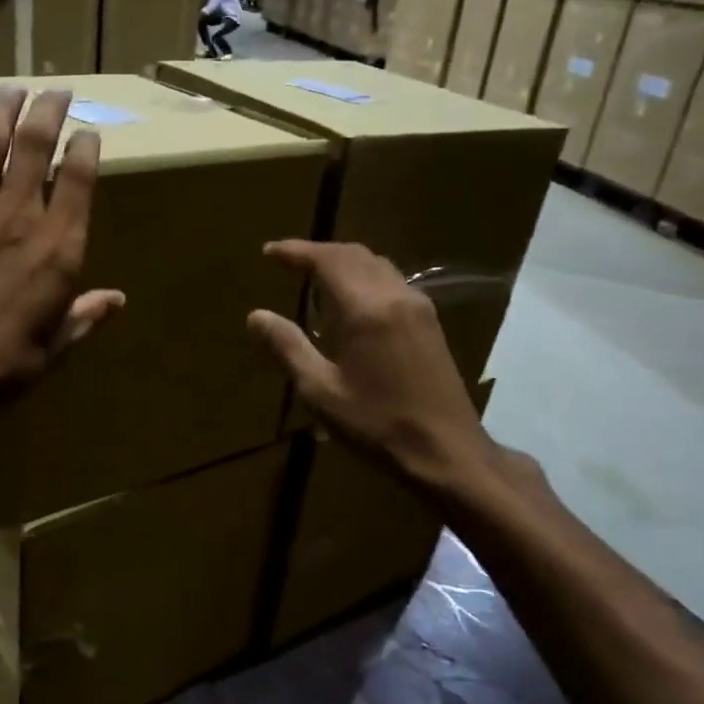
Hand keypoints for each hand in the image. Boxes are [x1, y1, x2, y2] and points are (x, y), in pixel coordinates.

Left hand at [0, 87, 122, 499]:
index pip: (78, 180)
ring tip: (10, 89)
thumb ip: (85, 314)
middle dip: (49, 112)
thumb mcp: (57, 343)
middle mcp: (17, 216)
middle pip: (35, 147)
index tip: (88, 132)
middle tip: (55, 90)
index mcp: (58, 245)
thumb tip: (117, 300)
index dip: (85, 148)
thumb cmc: (6, 364)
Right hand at [246, 240, 514, 511]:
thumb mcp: (320, 391)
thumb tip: (256, 315)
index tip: (269, 253)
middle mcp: (395, 296)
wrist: (447, 452)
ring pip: (377, 264)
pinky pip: (392, 281)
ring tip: (315, 274)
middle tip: (288, 260)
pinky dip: (364, 275)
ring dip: (344, 261)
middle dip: (319, 252)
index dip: (296, 251)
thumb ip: (287, 348)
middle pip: (354, 255)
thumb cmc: (376, 424)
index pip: (327, 260)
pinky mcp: (430, 323)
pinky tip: (352, 299)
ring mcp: (419, 307)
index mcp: (366, 309)